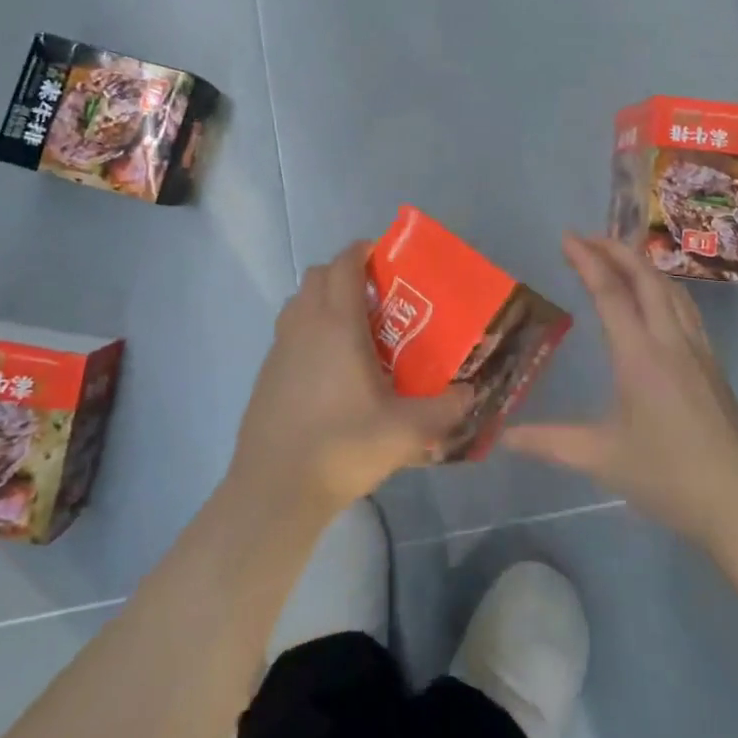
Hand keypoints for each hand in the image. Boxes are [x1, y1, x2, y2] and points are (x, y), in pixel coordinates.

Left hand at [230, 241, 470, 524]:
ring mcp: (280, 347)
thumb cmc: (342, 445)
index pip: (344, 263)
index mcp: (337, 323)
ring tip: (353, 329)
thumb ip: (444, 410)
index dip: (363, 250)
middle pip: (318, 274)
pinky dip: (308, 329)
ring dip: (323, 299)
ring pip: (300, 301)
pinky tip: (328, 368)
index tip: (386, 257)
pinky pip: (289, 330)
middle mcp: (305, 324)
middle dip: (344, 273)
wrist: (275, 487)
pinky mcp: (266, 371)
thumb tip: (470, 394)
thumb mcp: (405, 431)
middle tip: (376, 297)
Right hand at [505, 234, 737, 547]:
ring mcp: (698, 351)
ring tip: (618, 257)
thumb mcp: (601, 459)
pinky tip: (658, 299)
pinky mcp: (713, 365)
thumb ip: (549, 442)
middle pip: (646, 278)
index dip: (588, 260)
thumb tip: (503, 437)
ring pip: (671, 289)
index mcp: (640, 356)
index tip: (567, 238)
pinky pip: (686, 309)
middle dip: (616, 249)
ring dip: (642, 265)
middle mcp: (670, 341)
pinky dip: (664, 288)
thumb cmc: (668, 477)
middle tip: (586, 239)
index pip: (611, 293)